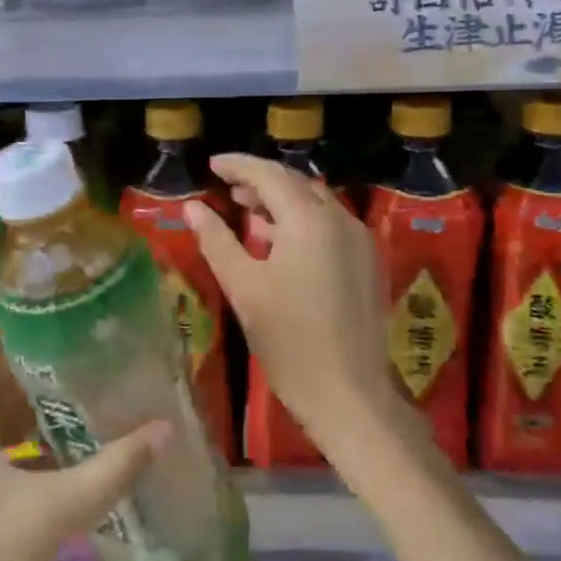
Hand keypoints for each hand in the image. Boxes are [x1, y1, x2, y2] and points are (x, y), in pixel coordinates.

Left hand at [0, 309, 171, 560]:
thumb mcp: (52, 513)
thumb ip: (111, 470)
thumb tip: (165, 428)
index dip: (17, 305)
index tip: (66, 297)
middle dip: (42, 346)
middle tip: (95, 335)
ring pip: (1, 401)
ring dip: (41, 389)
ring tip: (93, 375)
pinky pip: (3, 434)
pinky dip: (35, 426)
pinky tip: (75, 436)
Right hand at [184, 152, 395, 454]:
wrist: (350, 395)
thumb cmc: (289, 341)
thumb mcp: (243, 288)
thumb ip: (217, 240)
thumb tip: (192, 207)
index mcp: (310, 220)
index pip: (269, 174)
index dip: (238, 166)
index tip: (212, 165)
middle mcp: (341, 219)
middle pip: (296, 184)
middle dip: (260, 182)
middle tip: (227, 189)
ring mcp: (360, 240)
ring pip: (316, 204)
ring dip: (282, 202)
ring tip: (248, 214)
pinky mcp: (368, 262)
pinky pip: (331, 225)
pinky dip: (303, 222)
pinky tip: (279, 243)